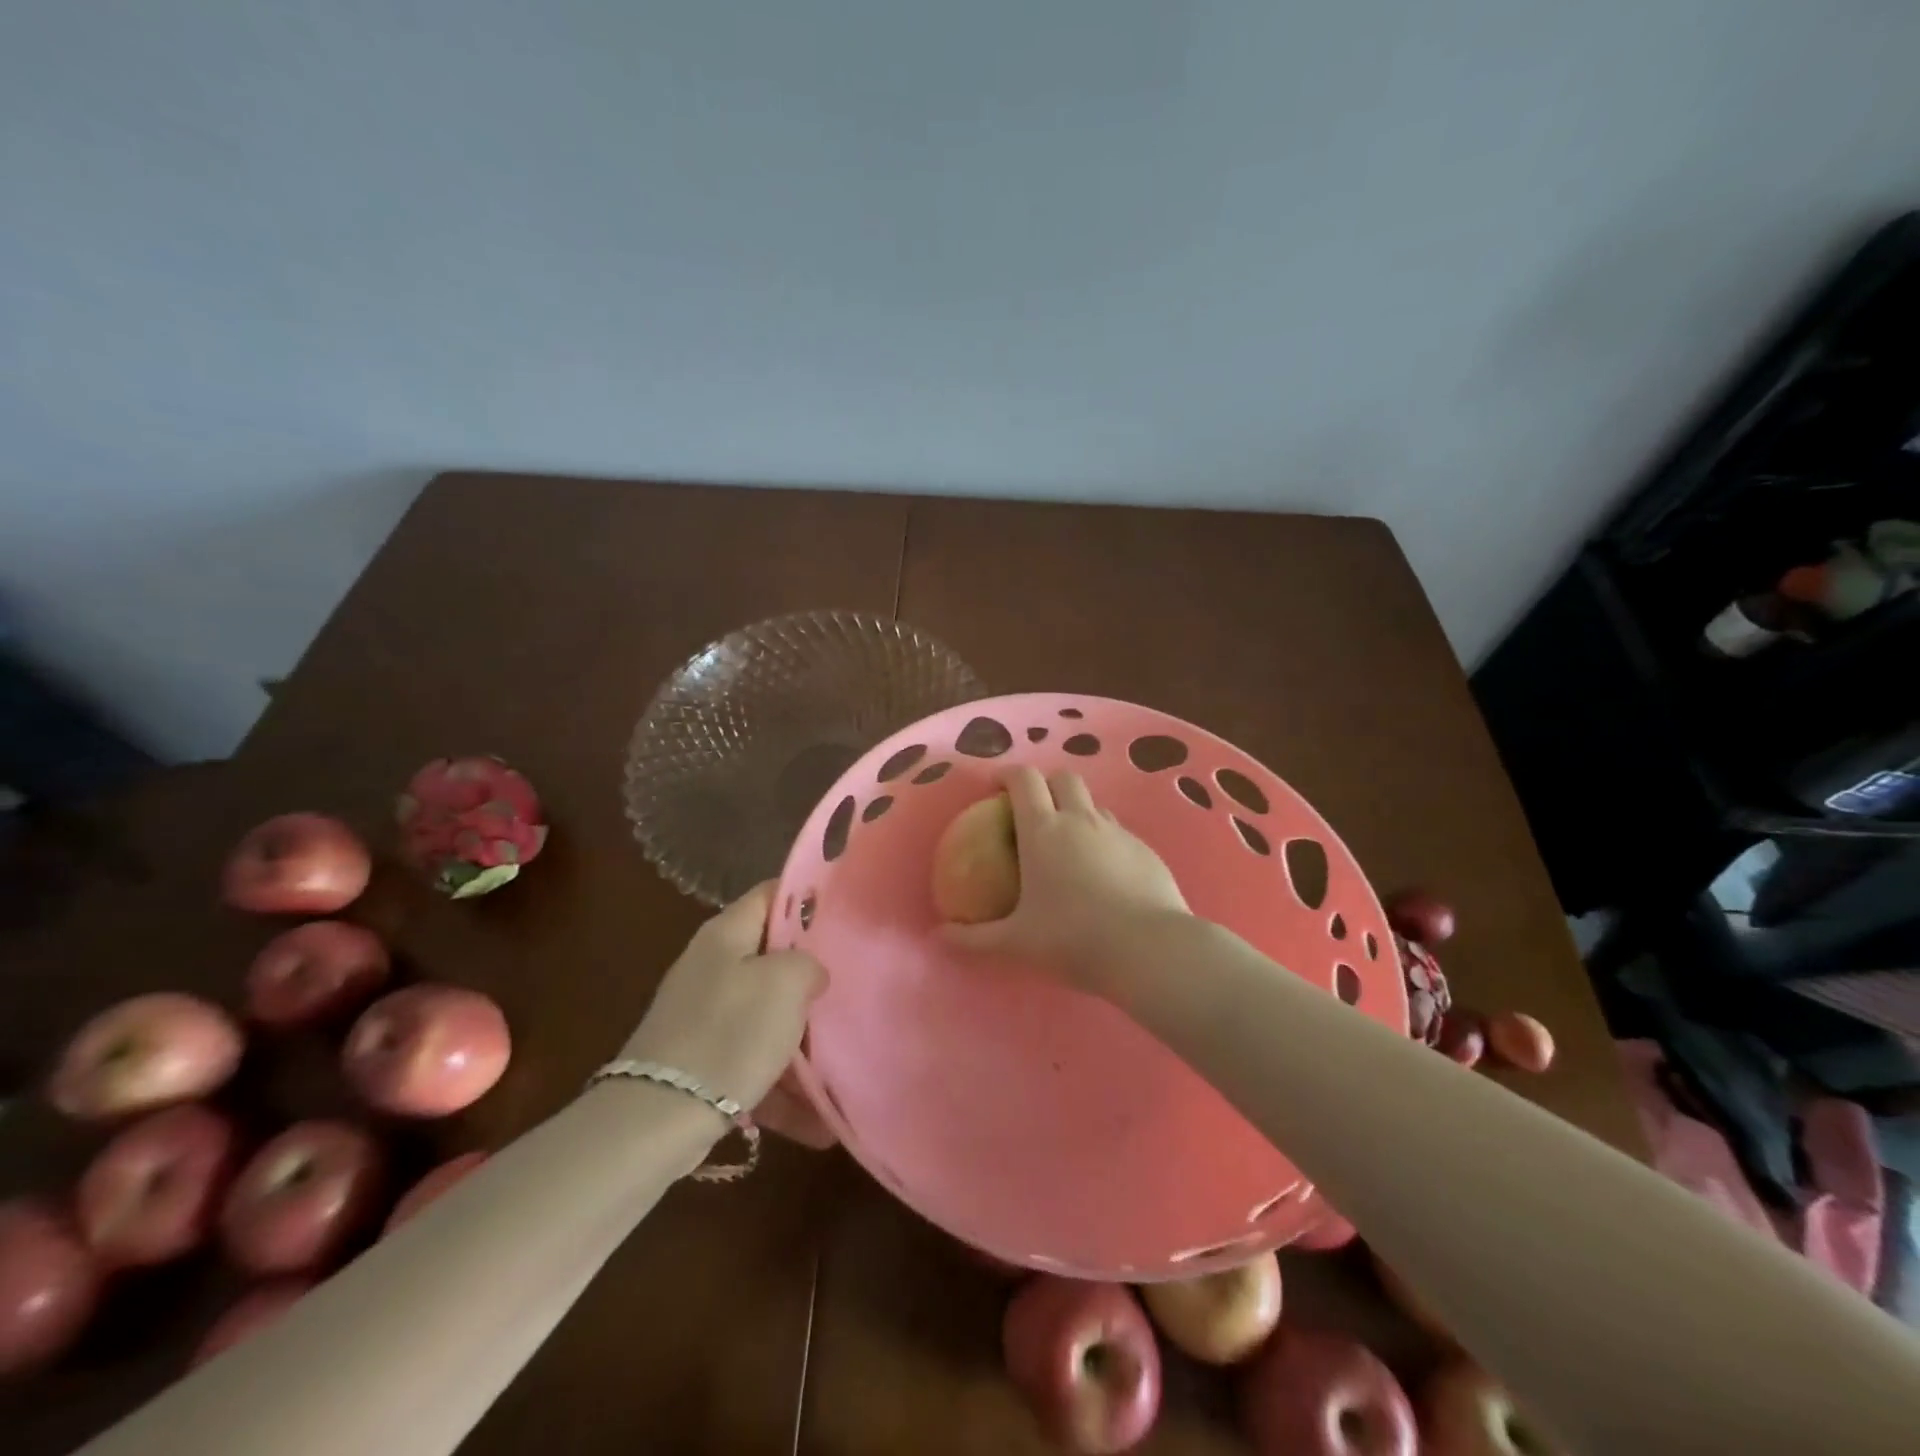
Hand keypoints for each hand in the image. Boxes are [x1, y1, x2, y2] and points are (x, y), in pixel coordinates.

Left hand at [619, 883, 826, 1115]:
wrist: (659, 1118)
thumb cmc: (730, 1034)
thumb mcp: (785, 983)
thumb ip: (808, 963)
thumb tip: (810, 972)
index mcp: (726, 934)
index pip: (771, 894)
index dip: (807, 898)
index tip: (843, 917)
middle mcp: (711, 966)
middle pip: (770, 955)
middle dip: (808, 973)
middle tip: (846, 985)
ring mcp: (702, 1015)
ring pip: (764, 1012)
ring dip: (799, 1036)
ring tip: (838, 1059)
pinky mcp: (700, 1061)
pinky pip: (751, 1060)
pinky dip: (780, 1082)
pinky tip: (817, 1118)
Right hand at [942, 766, 1188, 993]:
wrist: (1149, 950)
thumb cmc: (1073, 939)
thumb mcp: (1016, 943)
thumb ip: (974, 939)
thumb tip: (940, 936)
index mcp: (1043, 831)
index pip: (1024, 779)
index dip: (1007, 774)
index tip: (996, 786)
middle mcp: (1081, 820)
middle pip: (1063, 778)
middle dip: (1046, 784)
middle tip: (1033, 811)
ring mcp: (1118, 832)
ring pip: (1094, 804)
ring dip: (1077, 811)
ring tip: (1068, 845)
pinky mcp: (1146, 850)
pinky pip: (1119, 832)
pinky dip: (1104, 841)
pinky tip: (1104, 876)